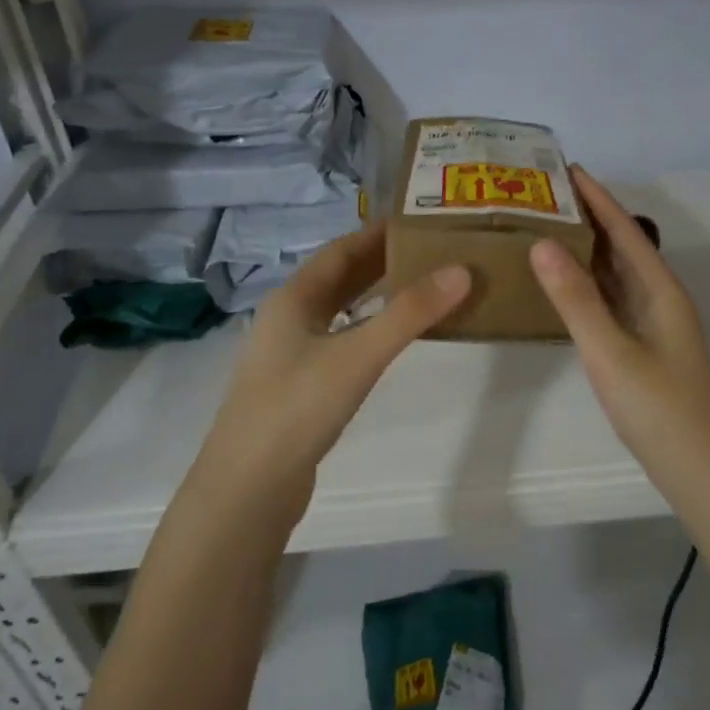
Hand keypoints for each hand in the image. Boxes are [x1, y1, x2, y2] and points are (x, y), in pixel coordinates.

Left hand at [192, 221, 470, 523]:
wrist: (247, 488)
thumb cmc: (297, 409)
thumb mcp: (357, 355)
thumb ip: (409, 314)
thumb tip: (461, 271)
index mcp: (293, 298)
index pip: (340, 250)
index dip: (378, 233)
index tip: (420, 221)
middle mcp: (288, 318)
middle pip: (339, 278)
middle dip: (382, 262)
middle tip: (432, 252)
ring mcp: (290, 355)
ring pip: (338, 311)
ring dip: (374, 296)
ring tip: (421, 288)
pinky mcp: (299, 387)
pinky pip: (339, 341)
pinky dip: (367, 330)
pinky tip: (389, 341)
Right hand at [530, 168, 709, 491]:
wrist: (700, 470)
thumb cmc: (658, 408)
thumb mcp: (610, 352)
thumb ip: (576, 299)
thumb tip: (542, 243)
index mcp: (660, 289)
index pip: (624, 230)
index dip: (597, 197)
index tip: (565, 167)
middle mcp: (660, 298)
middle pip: (622, 245)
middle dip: (588, 217)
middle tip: (543, 196)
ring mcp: (653, 324)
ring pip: (616, 274)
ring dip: (587, 249)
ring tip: (546, 228)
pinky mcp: (643, 346)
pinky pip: (612, 300)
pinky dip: (588, 284)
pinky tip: (564, 285)